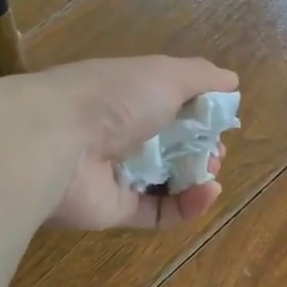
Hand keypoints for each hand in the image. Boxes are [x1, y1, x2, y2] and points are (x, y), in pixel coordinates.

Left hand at [23, 55, 239, 229]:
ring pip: (169, 181)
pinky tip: (208, 193)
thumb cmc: (113, 99)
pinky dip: (188, 206)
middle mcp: (122, 133)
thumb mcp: (165, 74)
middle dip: (203, 149)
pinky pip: (160, 212)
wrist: (53, 143)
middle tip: (215, 152)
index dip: (201, 114)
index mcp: (130, 96)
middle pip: (173, 146)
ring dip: (199, 177)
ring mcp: (119, 174)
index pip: (172, 105)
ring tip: (213, 173)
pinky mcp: (117, 210)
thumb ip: (201, 76)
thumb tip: (232, 80)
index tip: (220, 120)